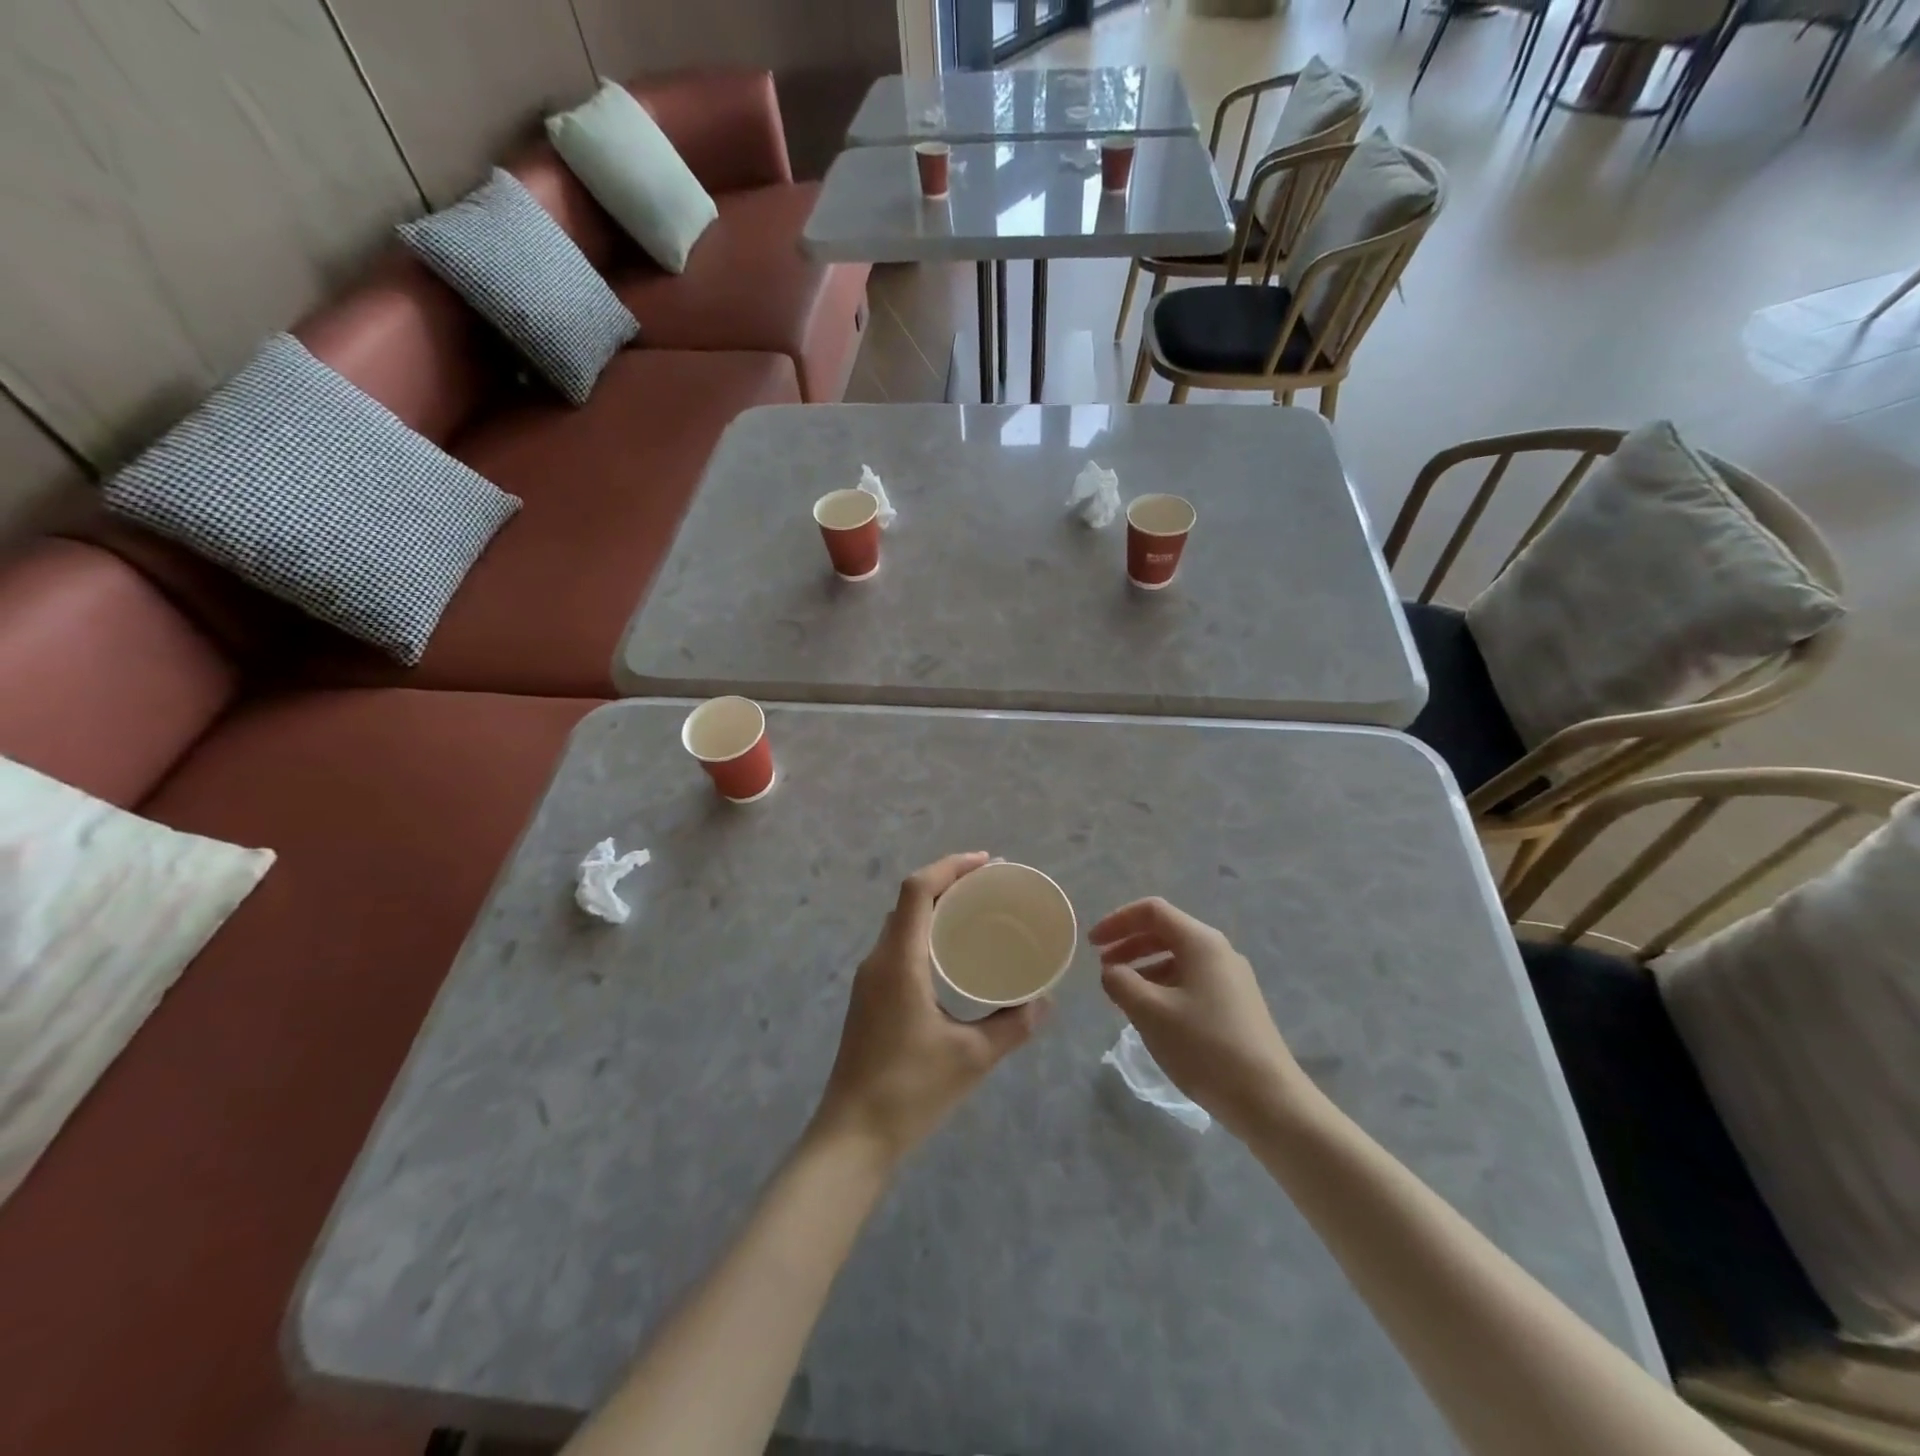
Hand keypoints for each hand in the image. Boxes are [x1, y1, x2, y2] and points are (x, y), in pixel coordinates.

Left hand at [813, 852, 1047, 1165]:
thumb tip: (1046, 1002)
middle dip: (948, 882)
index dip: (951, 867)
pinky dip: (925, 931)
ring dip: (934, 906)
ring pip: (901, 923)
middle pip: (909, 900)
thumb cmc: (910, 1091)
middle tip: (991, 885)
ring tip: (976, 910)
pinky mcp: (870, 998)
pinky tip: (951, 953)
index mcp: (899, 961)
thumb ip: (1013, 1025)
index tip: (988, 863)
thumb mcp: (972, 1057)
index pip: (917, 890)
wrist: (852, 1137)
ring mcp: (870, 979)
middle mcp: (879, 960)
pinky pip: (898, 945)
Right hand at [1091, 898, 1304, 1135]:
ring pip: (1178, 958)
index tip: (1091, 944)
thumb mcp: (1151, 1012)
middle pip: (1166, 932)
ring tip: (1121, 992)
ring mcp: (1231, 979)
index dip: (1117, 921)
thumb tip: (1112, 971)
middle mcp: (1219, 951)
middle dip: (1129, 944)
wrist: (1269, 1100)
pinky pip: (1191, 980)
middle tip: (1102, 966)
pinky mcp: (1236, 1005)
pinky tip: (1151, 1013)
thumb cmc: (1205, 1047)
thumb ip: (1121, 982)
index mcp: (1201, 942)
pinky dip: (1163, 985)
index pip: (1152, 911)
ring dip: (1144, 967)